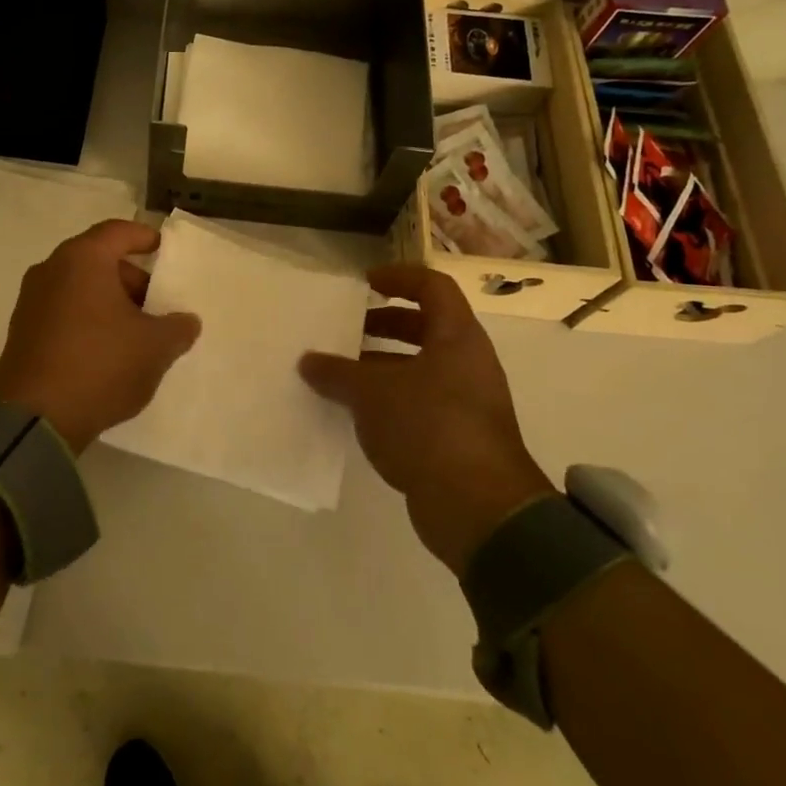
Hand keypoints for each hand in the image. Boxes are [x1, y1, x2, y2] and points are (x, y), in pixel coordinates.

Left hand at [0, 219, 201, 452]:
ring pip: (79, 287)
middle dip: (129, 278)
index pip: (118, 232)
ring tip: (133, 333)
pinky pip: (61, 310)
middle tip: (154, 304)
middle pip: (97, 259)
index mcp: (82, 259)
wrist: (35, 419)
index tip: (163, 249)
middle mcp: (51, 270)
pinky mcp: (21, 331)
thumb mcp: (154, 347)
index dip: (144, 237)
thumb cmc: (100, 365)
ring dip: (108, 301)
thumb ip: (177, 328)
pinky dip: (86, 319)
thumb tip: (186, 321)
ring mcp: (30, 301)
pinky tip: (104, 350)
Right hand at [299, 266, 555, 570]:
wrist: (478, 507)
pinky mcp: (458, 438)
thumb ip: (337, 373)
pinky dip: (389, 400)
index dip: (399, 277)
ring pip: (420, 368)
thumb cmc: (428, 426)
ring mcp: (467, 402)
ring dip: (382, 365)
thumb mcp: (371, 393)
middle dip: (385, 324)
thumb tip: (307, 361)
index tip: (365, 282)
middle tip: (348, 329)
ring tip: (340, 373)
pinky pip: (420, 403)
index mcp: (457, 337)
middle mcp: (468, 363)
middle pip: (426, 327)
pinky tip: (356, 413)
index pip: (433, 287)